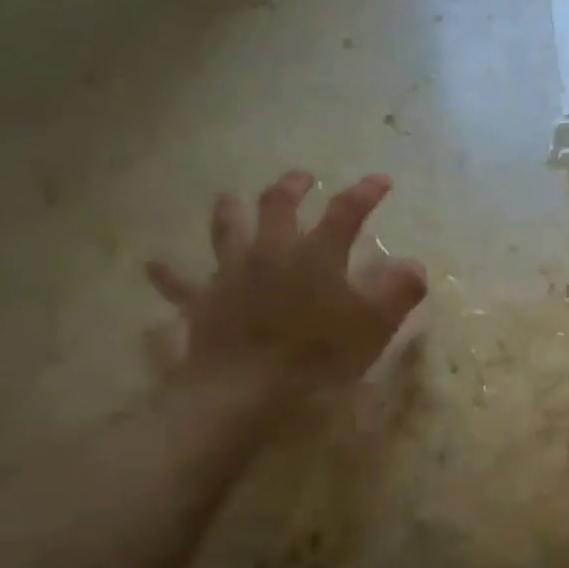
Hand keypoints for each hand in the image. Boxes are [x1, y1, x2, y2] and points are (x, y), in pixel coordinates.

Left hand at [145, 171, 426, 394]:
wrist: (247, 389)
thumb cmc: (319, 356)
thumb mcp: (375, 326)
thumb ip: (400, 291)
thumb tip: (414, 264)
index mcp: (316, 253)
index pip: (346, 211)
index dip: (366, 192)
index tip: (381, 180)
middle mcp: (271, 250)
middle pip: (278, 204)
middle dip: (293, 186)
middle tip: (303, 179)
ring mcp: (232, 273)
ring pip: (227, 228)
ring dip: (232, 210)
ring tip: (233, 199)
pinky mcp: (204, 301)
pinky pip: (180, 282)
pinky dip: (169, 273)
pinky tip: (154, 264)